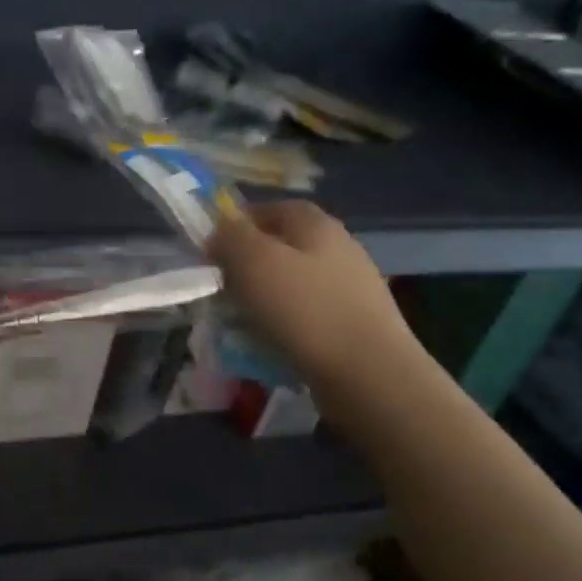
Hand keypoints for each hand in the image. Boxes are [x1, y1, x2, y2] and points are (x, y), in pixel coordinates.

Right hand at [209, 202, 427, 406]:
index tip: (213, 247)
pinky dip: (286, 322)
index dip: (241, 222)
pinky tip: (273, 341)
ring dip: (266, 295)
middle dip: (251, 262)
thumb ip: (231, 237)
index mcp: (317, 225)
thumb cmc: (304, 309)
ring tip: (242, 319)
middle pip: (285, 245)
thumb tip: (220, 230)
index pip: (274, 208)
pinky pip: (308, 313)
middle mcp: (340, 247)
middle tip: (224, 285)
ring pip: (295, 281)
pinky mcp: (356, 322)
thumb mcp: (253, 262)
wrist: (368, 372)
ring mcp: (352, 286)